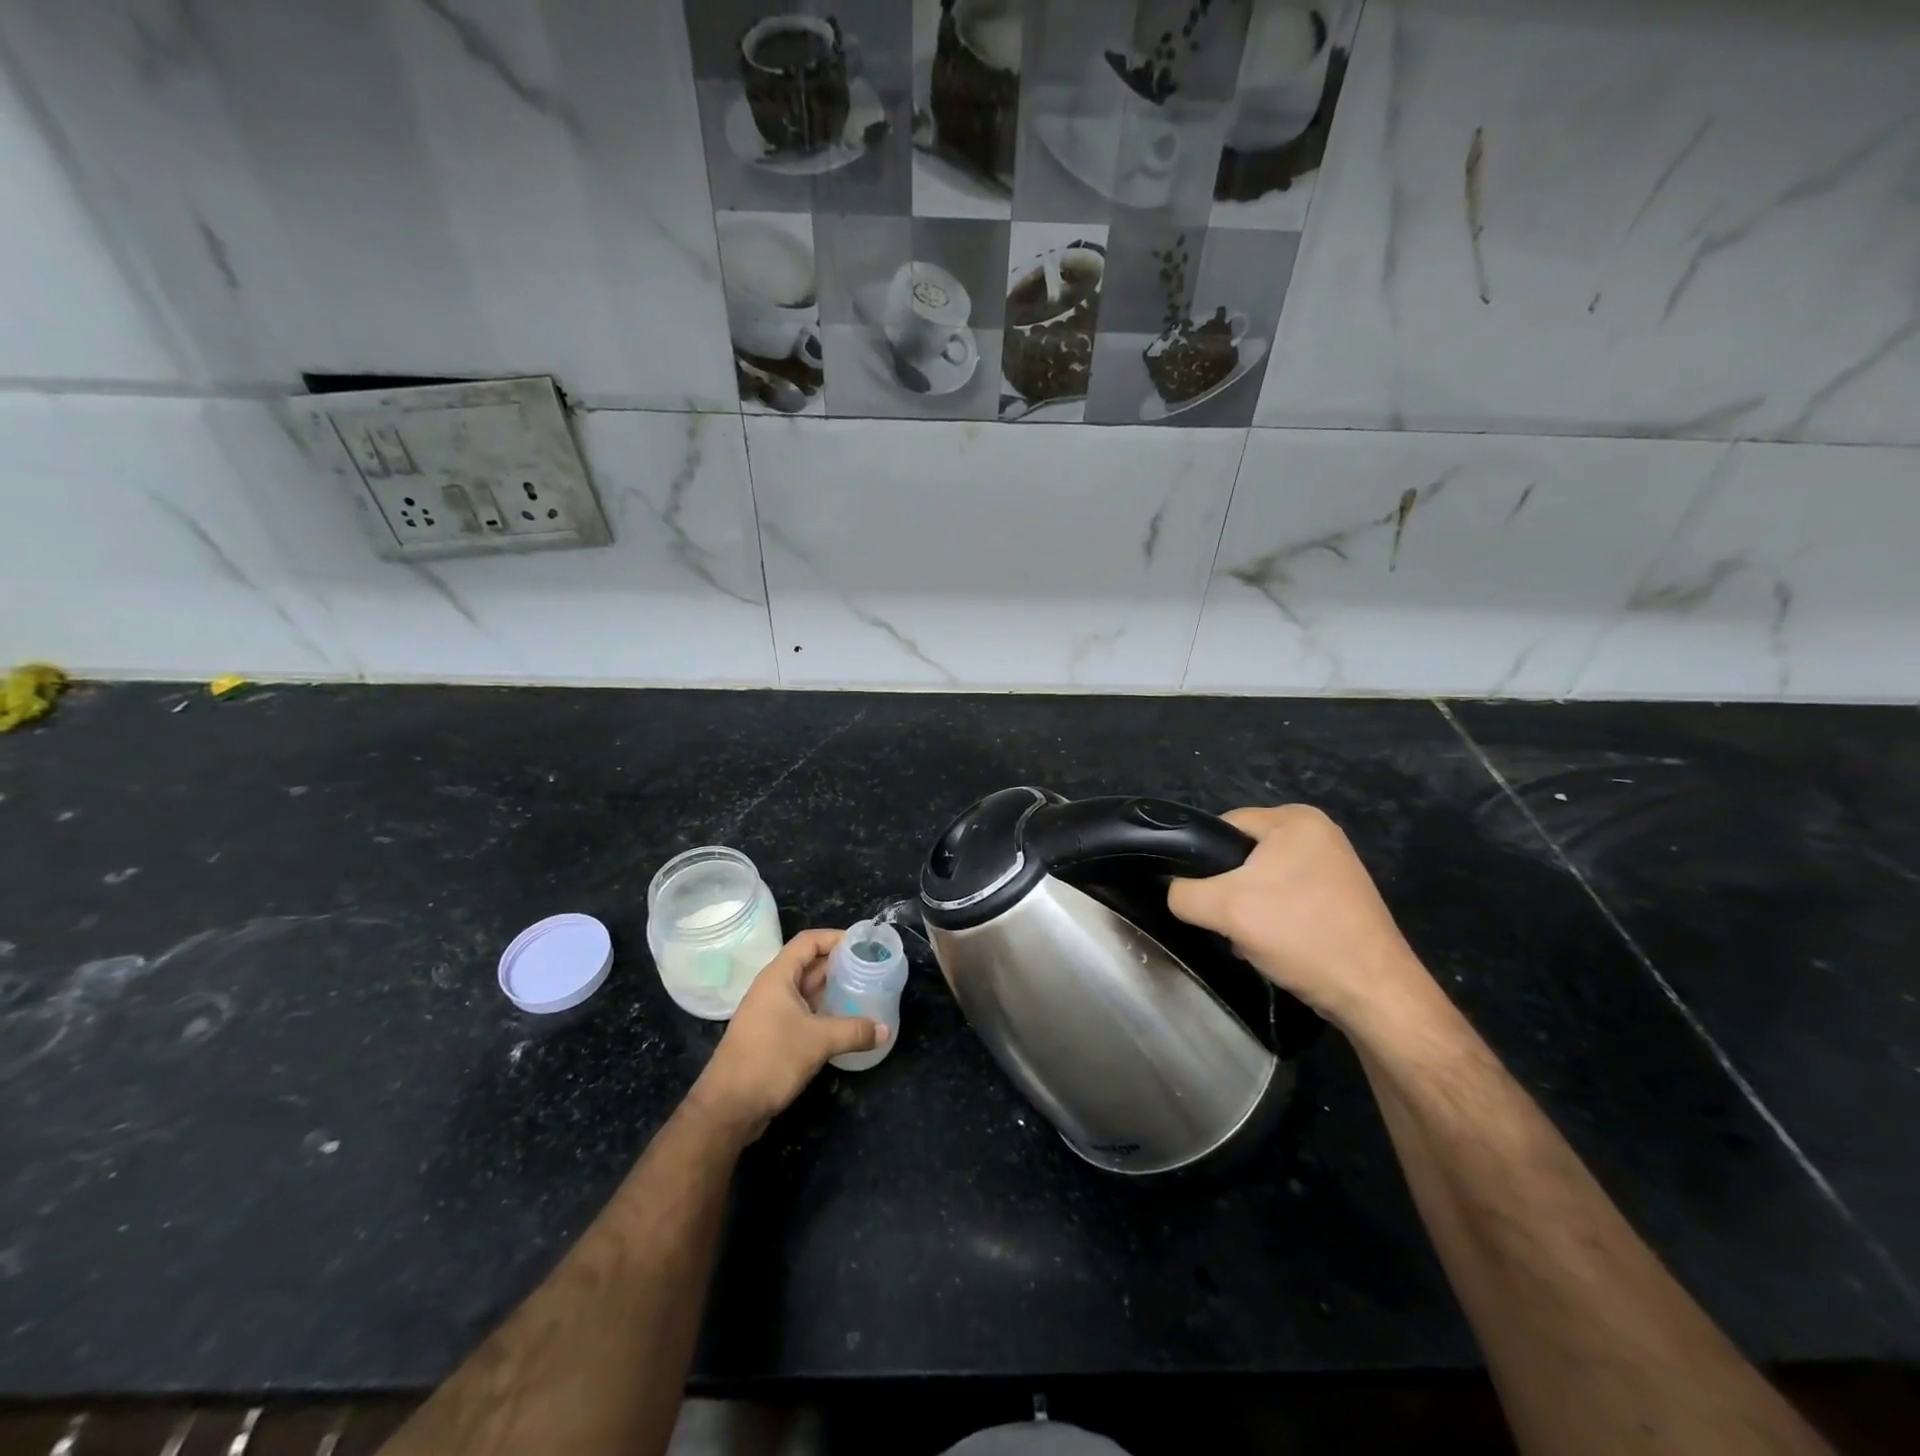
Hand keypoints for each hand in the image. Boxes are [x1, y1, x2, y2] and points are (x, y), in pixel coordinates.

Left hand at [686, 929, 884, 1140]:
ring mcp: (771, 1013)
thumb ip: (854, 1031)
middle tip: (871, 969)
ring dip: (833, 990)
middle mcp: (773, 989)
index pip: (808, 941)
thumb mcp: (818, 1041)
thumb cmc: (770, 1060)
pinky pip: (804, 1013)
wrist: (728, 1107)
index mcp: (778, 977)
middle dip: (839, 964)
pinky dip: (824, 1012)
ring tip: (864, 992)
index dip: (835, 937)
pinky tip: (846, 1022)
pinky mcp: (773, 1035)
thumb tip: (886, 1031)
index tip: (864, 944)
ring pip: (807, 991)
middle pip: (809, 964)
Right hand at [1166, 805, 1432, 1033]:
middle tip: (1223, 921)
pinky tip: (1271, 947)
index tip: (1198, 894)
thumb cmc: (1300, 934)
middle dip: (1226, 890)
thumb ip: (1183, 893)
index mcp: (1295, 819)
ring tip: (1246, 938)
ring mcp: (1333, 866)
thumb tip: (1173, 891)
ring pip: (1262, 880)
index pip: (1224, 825)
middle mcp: (1318, 833)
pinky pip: (1286, 898)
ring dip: (1247, 909)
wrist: (1374, 994)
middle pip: (1242, 854)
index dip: (1202, 858)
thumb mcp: (1224, 909)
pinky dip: (1272, 920)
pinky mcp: (1340, 898)